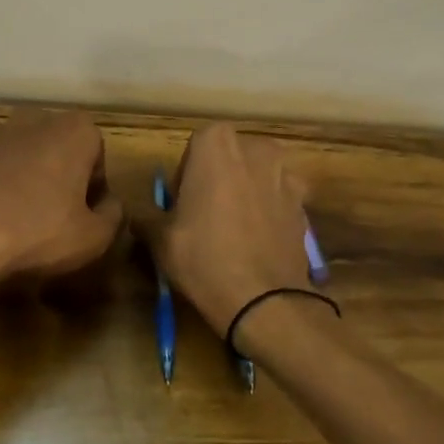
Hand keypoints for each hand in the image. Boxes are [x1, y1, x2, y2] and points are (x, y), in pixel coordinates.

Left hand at [0, 108, 122, 296]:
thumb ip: (113, 215)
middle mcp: (32, 118)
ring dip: (17, 168)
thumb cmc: (36, 234)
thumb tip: (109, 204)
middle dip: (55, 166)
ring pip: (13, 146)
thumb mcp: (93, 238)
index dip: (92, 182)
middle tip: (50, 209)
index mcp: (74, 132)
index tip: (83, 210)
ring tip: (9, 210)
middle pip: (53, 140)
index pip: (95, 150)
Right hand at [137, 123, 315, 336]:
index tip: (182, 204)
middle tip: (205, 215)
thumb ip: (148, 218)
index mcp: (216, 144)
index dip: (186, 175)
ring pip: (258, 175)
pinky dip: (269, 211)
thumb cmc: (203, 257)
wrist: (264, 299)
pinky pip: (279, 198)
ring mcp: (286, 173)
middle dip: (218, 178)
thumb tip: (138, 218)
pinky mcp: (304, 202)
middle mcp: (255, 148)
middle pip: (230, 156)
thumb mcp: (160, 239)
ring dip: (246, 191)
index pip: (194, 147)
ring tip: (234, 229)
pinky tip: (258, 242)